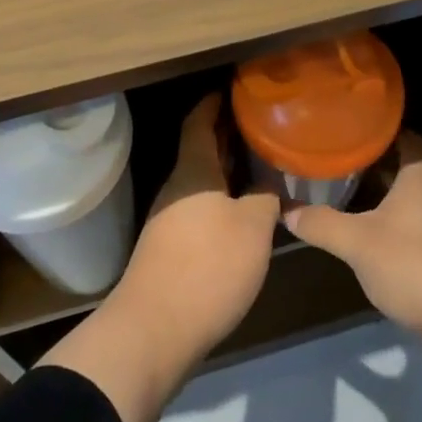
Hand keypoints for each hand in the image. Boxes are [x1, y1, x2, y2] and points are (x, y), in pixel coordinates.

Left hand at [116, 93, 280, 354]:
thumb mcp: (252, 228)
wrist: (154, 330)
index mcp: (194, 170)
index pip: (199, 121)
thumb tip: (267, 183)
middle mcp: (177, 187)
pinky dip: (219, 199)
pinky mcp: (168, 248)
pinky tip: (241, 213)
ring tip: (258, 166)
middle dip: (226, 136)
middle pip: (200, 150)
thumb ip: (264, 197)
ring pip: (200, 181)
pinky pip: (198, 207)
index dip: (215, 103)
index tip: (235, 91)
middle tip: (259, 127)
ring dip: (225, 170)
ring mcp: (168, 218)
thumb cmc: (208, 266)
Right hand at [285, 132, 421, 386]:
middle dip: (379, 171)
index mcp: (421, 181)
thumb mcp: (358, 243)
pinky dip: (399, 239)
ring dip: (388, 207)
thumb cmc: (415, 264)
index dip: (388, 132)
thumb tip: (285, 210)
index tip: (359, 128)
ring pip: (414, 209)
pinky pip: (421, 240)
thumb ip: (322, 224)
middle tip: (342, 165)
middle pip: (409, 175)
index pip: (411, 141)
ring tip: (351, 204)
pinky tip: (375, 249)